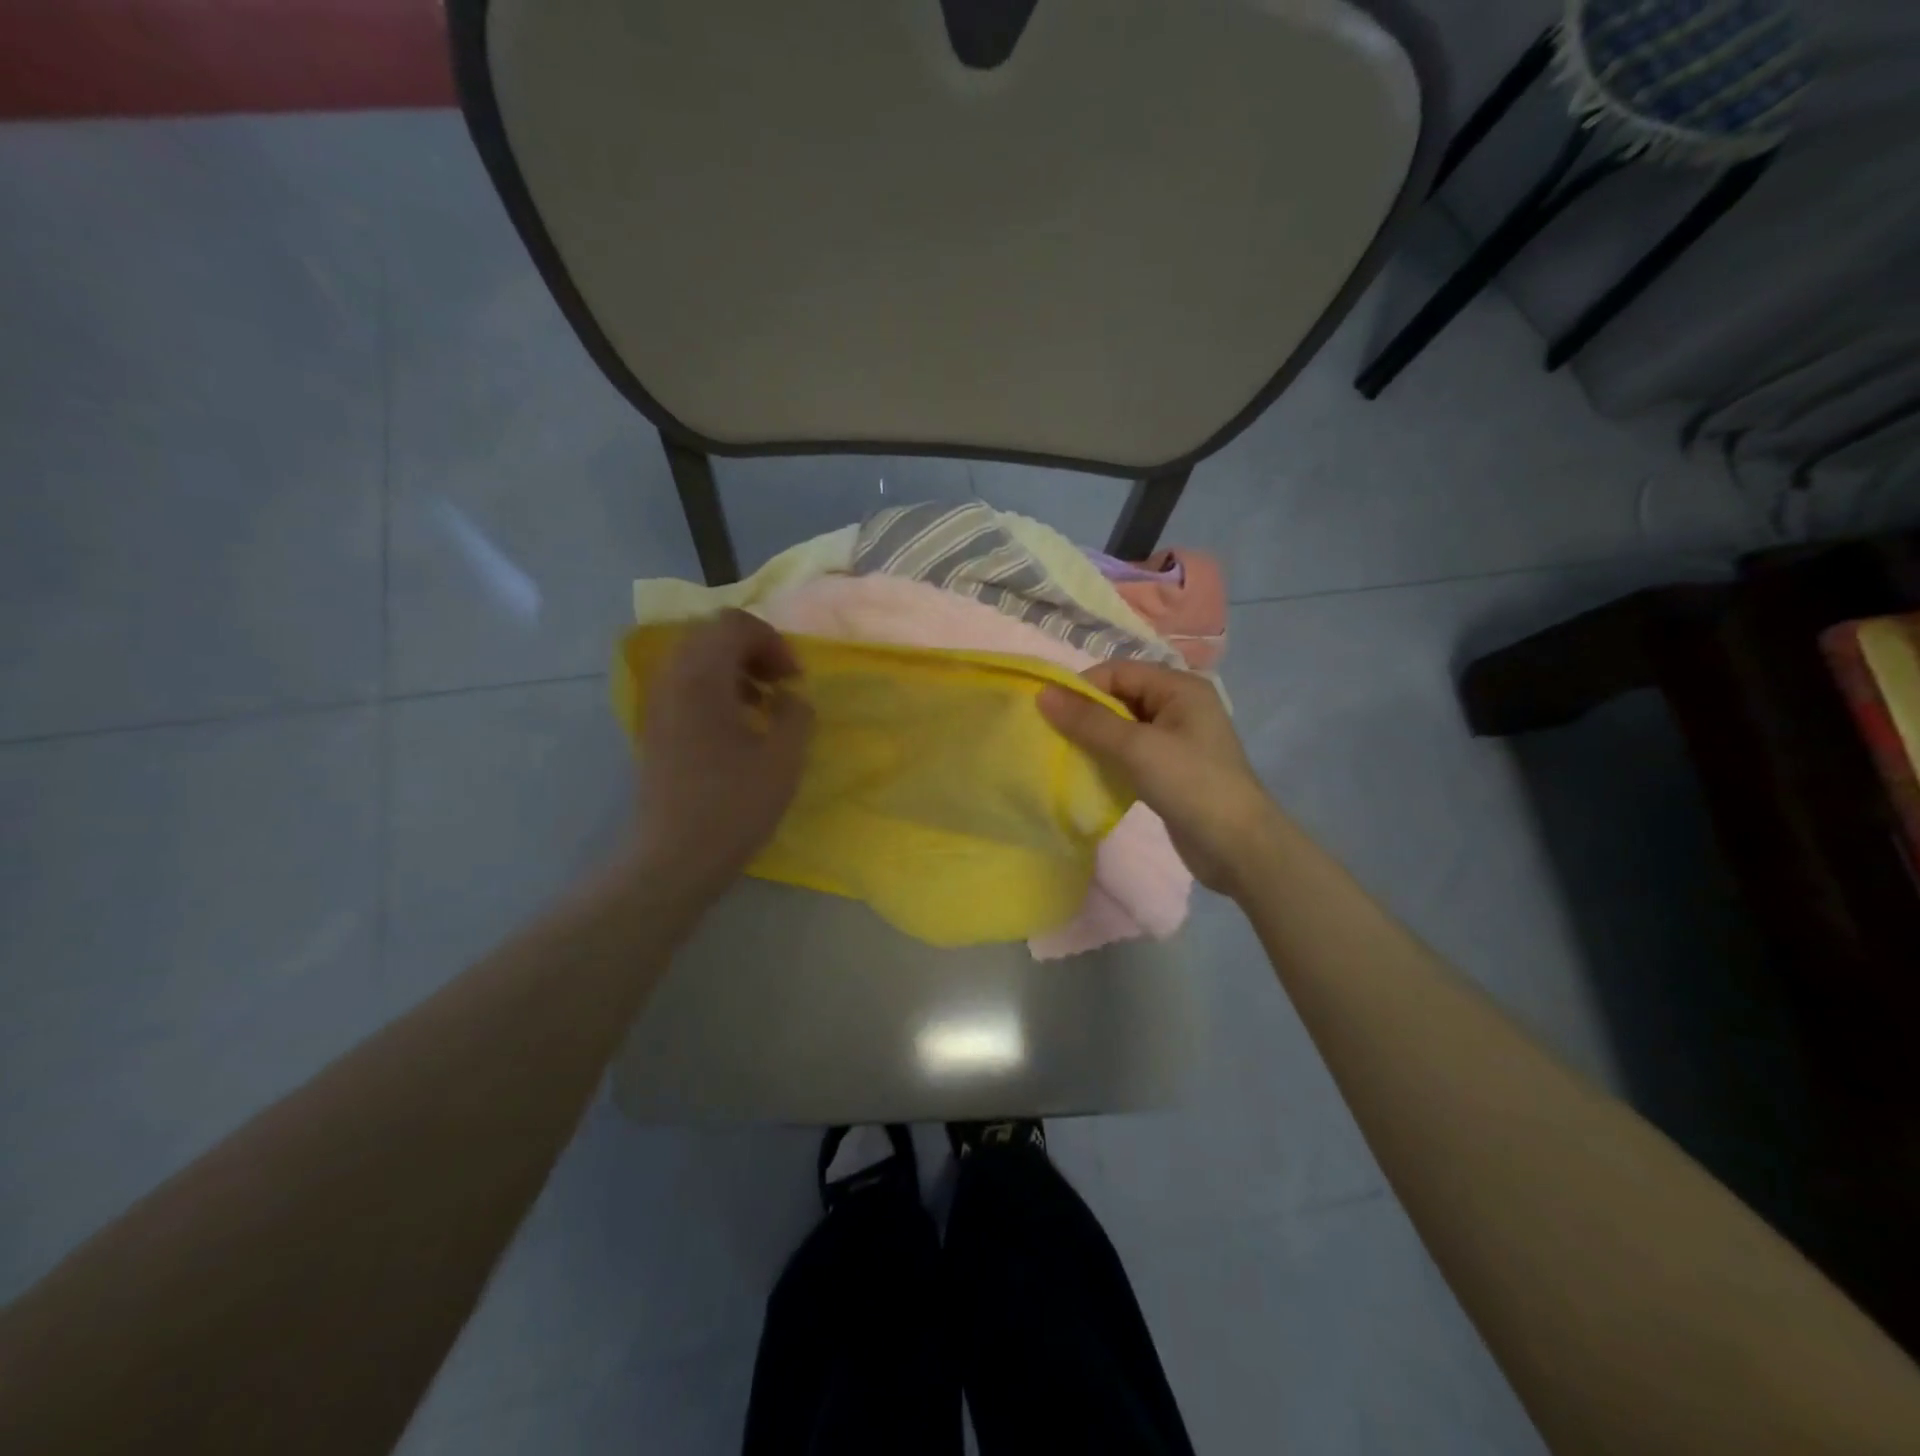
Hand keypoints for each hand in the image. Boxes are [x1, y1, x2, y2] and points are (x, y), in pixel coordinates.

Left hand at [631, 610, 812, 900]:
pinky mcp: (654, 728)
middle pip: (711, 635)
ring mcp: (656, 703)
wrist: (672, 858)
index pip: (735, 624)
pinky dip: (716, 690)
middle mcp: (672, 680)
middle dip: (753, 650)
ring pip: (696, 660)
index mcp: (702, 678)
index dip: (773, 642)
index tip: (795, 679)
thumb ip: (797, 714)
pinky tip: (738, 727)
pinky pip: (685, 686)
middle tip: (781, 684)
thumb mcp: (784, 759)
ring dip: (734, 670)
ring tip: (763, 705)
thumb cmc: (733, 807)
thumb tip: (790, 697)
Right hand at [1040, 661, 1280, 895]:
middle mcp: (1179, 707)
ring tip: (1065, 756)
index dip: (1082, 688)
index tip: (1048, 713)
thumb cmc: (1191, 784)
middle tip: (1052, 736)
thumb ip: (1089, 721)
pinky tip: (1089, 774)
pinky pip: (1130, 754)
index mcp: (1179, 688)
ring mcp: (1176, 740)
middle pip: (1120, 697)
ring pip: (1123, 728)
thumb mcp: (1137, 747)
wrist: (1238, 847)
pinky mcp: (1170, 770)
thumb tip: (1043, 694)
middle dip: (1086, 714)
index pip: (1118, 672)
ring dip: (1094, 739)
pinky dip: (1108, 760)